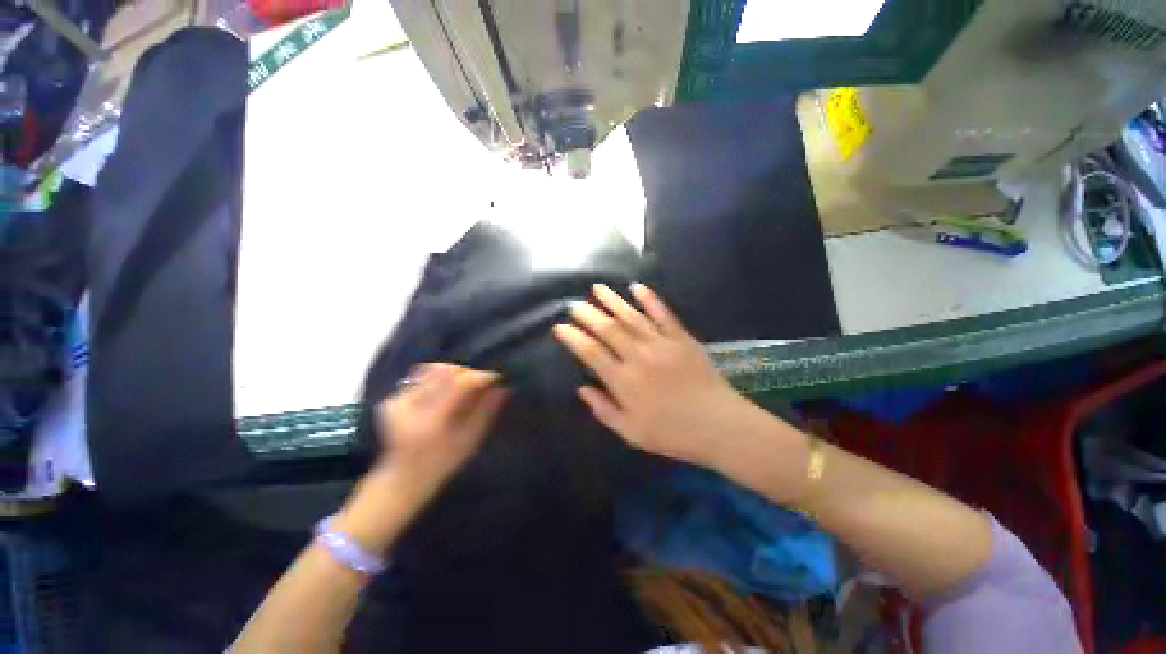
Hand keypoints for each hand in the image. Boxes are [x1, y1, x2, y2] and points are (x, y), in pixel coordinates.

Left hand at [338, 364, 507, 551]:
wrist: (403, 478)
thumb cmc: (443, 463)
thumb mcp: (471, 440)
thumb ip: (486, 411)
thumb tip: (503, 387)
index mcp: (432, 420)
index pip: (459, 383)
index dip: (480, 376)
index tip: (496, 377)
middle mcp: (411, 406)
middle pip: (444, 371)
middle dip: (467, 373)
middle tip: (480, 382)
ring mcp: (396, 401)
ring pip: (431, 370)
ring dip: (451, 375)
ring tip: (462, 387)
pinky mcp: (390, 400)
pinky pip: (419, 378)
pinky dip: (436, 381)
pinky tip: (443, 394)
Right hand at [553, 283, 752, 468]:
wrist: (719, 426)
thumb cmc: (672, 434)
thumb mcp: (631, 432)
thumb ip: (603, 409)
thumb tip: (582, 389)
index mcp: (624, 381)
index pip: (591, 352)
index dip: (573, 338)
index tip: (560, 327)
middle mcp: (639, 357)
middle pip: (608, 329)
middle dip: (588, 314)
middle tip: (574, 304)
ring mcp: (662, 344)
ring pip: (631, 317)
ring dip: (613, 301)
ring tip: (598, 288)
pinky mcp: (681, 338)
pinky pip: (663, 314)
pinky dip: (650, 299)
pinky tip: (637, 287)